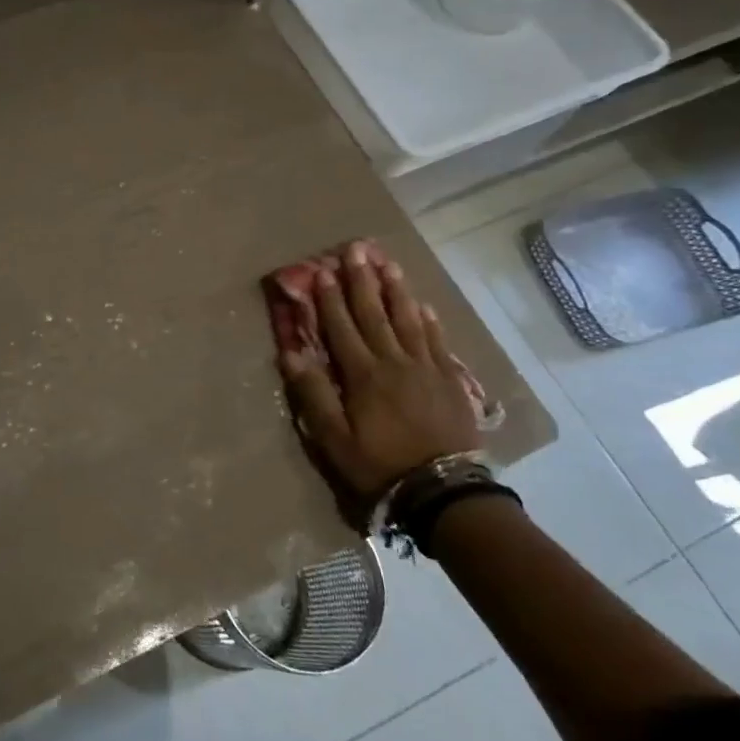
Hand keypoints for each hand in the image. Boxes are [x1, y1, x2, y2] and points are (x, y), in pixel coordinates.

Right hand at [280, 242, 480, 511]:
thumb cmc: (379, 465)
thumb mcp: (334, 439)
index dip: (330, 298)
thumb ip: (313, 394)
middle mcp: (394, 361)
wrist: (442, 490)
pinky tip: (423, 305)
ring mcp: (426, 368)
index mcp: (363, 375)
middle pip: (375, 314)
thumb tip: (290, 354)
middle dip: (363, 281)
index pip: (341, 327)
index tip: (323, 270)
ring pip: (408, 319)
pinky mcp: (449, 380)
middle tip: (357, 250)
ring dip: (396, 290)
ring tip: (389, 264)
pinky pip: (436, 341)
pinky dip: (428, 320)